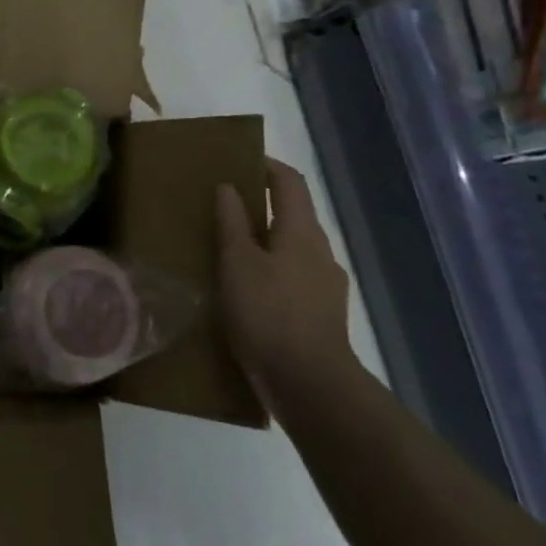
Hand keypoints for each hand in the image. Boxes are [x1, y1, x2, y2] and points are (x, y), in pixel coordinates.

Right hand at [216, 158, 354, 412]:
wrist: (309, 385)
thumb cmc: (268, 313)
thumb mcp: (237, 262)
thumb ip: (232, 222)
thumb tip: (228, 187)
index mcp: (302, 232)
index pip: (289, 182)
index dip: (265, 165)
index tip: (236, 160)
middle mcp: (320, 252)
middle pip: (292, 214)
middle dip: (260, 205)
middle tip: (221, 206)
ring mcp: (325, 286)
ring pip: (291, 249)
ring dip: (263, 241)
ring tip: (226, 248)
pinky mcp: (320, 315)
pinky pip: (291, 278)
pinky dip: (269, 271)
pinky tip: (244, 289)